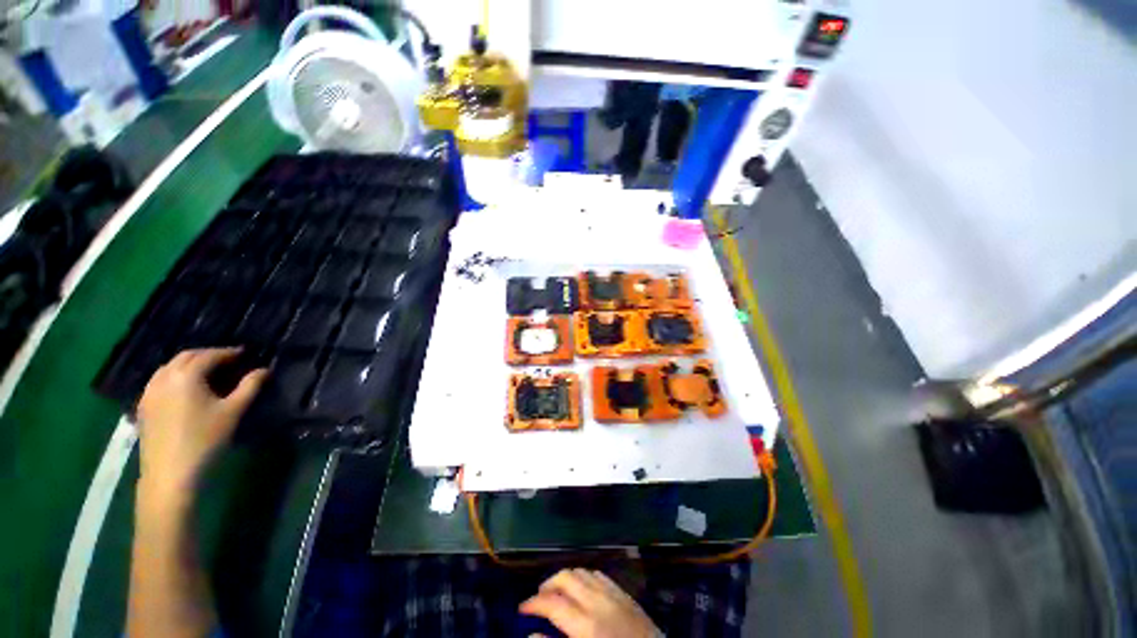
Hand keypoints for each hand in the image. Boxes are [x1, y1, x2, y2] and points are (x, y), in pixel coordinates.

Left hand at [136, 348, 266, 499]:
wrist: (170, 474)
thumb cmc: (206, 439)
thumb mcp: (233, 412)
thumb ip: (250, 387)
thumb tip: (264, 370)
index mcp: (187, 375)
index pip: (210, 355)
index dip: (229, 353)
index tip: (245, 354)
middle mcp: (164, 378)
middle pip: (186, 357)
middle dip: (207, 355)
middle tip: (228, 360)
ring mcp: (150, 392)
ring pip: (169, 367)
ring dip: (189, 364)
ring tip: (207, 373)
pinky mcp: (144, 407)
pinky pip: (159, 381)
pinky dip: (174, 376)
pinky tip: (184, 389)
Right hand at [520, 568, 659, 637]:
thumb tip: (531, 636)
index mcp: (586, 624)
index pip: (552, 603)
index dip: (532, 603)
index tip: (521, 609)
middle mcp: (598, 601)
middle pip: (566, 577)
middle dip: (548, 584)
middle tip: (538, 600)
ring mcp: (613, 594)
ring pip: (582, 571)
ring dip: (566, 578)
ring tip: (558, 593)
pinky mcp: (625, 594)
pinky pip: (599, 575)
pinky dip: (585, 577)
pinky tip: (582, 589)